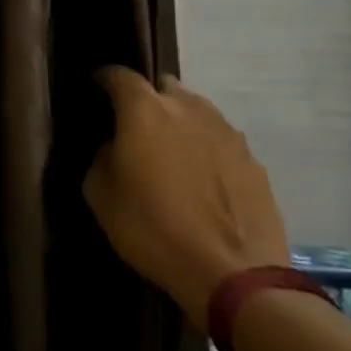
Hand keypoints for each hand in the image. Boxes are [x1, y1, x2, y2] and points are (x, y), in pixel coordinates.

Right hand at [84, 67, 289, 322]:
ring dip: (181, 124)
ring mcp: (226, 132)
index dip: (105, 79)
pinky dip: (207, 151)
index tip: (96, 88)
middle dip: (149, 99)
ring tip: (172, 155)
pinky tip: (203, 182)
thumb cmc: (153, 230)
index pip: (119, 76)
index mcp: (145, 111)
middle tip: (137, 128)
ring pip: (197, 112)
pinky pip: (221, 141)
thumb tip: (115, 148)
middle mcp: (188, 109)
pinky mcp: (254, 160)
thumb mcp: (102, 197)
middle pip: (164, 87)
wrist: (233, 274)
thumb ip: (103, 159)